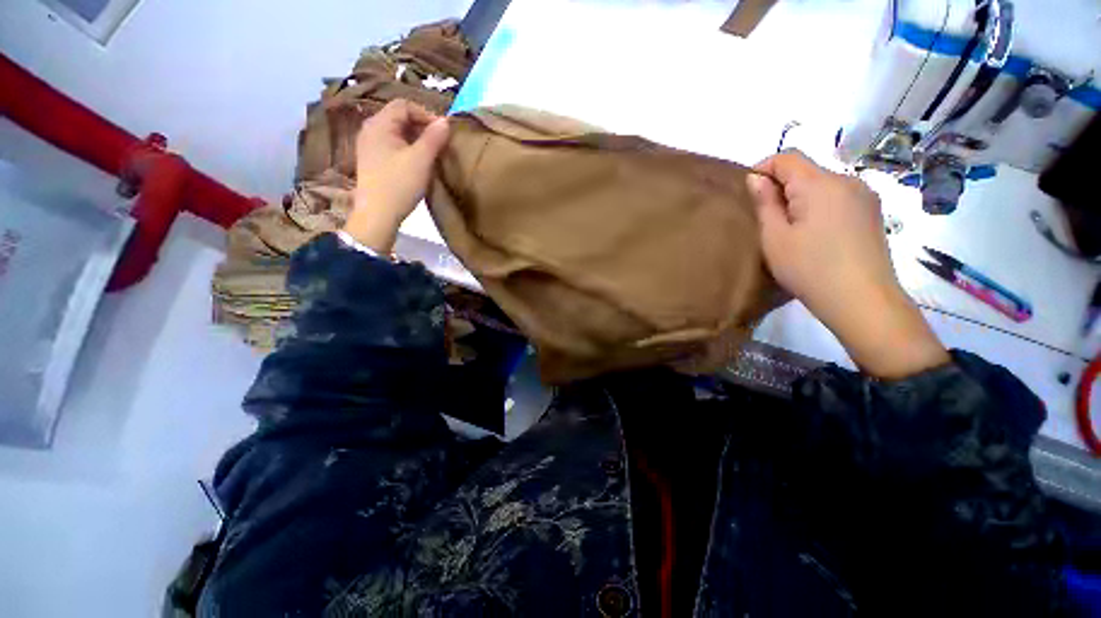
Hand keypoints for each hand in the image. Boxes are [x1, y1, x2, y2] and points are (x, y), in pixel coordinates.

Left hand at [342, 99, 450, 252]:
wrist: (377, 215)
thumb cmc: (399, 185)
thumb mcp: (421, 160)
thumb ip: (434, 138)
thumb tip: (445, 122)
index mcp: (379, 124)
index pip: (404, 105)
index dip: (426, 114)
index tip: (443, 132)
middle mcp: (370, 129)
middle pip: (399, 117)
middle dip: (422, 127)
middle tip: (440, 143)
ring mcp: (369, 146)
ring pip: (396, 132)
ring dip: (416, 139)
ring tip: (431, 154)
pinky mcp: (372, 160)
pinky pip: (392, 145)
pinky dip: (407, 148)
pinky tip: (417, 163)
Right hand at [747, 151, 948, 378]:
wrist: (862, 300)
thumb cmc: (809, 268)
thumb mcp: (774, 237)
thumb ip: (764, 203)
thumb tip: (756, 178)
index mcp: (820, 184)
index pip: (787, 157)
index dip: (763, 167)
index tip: (748, 192)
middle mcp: (847, 180)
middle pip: (806, 170)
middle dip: (781, 186)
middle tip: (765, 217)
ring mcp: (864, 196)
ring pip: (822, 185)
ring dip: (800, 197)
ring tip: (789, 228)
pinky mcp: (872, 212)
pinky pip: (838, 198)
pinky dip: (819, 206)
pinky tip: (814, 233)